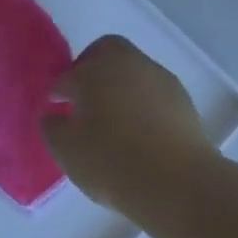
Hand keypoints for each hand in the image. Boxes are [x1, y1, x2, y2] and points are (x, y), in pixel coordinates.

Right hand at [41, 34, 224, 233]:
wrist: (176, 184)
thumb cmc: (109, 160)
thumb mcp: (64, 148)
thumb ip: (52, 126)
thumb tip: (55, 116)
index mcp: (96, 70)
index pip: (69, 74)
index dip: (58, 90)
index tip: (55, 107)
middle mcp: (131, 65)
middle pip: (108, 52)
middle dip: (92, 69)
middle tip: (82, 98)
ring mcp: (162, 82)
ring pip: (134, 73)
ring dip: (120, 88)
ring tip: (111, 121)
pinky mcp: (185, 103)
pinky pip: (153, 95)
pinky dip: (141, 106)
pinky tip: (136, 133)